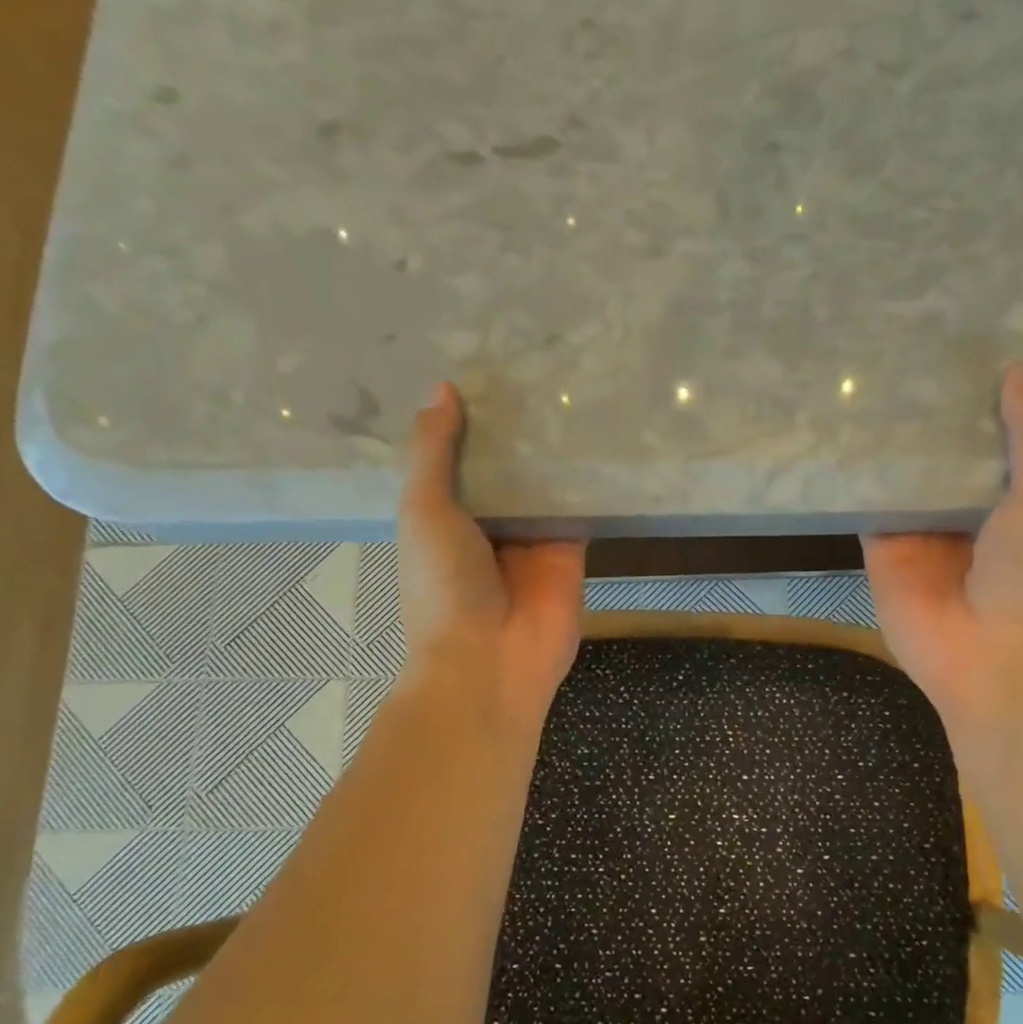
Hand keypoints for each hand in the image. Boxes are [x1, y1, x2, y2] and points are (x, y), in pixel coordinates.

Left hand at [396, 383, 586, 729]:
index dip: (466, 422)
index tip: (480, 371)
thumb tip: (443, 389)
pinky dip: (587, 479)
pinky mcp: (571, 551)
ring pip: (543, 484)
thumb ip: (432, 452)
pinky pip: (579, 508)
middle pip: (504, 469)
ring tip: (568, 385)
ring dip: (552, 449)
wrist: (491, 659)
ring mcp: (531, 539)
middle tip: (533, 364)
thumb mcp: (423, 510)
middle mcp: (487, 525)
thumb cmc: (443, 585)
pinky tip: (599, 434)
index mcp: (442, 518)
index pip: (457, 459)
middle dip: (514, 430)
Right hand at [863, 364, 1022, 731]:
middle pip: (938, 464)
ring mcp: (917, 537)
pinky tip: (843, 436)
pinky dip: (858, 480)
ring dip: (889, 446)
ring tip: (869, 386)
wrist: (989, 654)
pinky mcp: (880, 553)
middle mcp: (960, 519)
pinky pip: (867, 510)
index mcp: (1007, 507)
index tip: (958, 360)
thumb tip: (1017, 372)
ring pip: (900, 482)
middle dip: (927, 424)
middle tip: (905, 360)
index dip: (975, 410)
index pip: (986, 449)